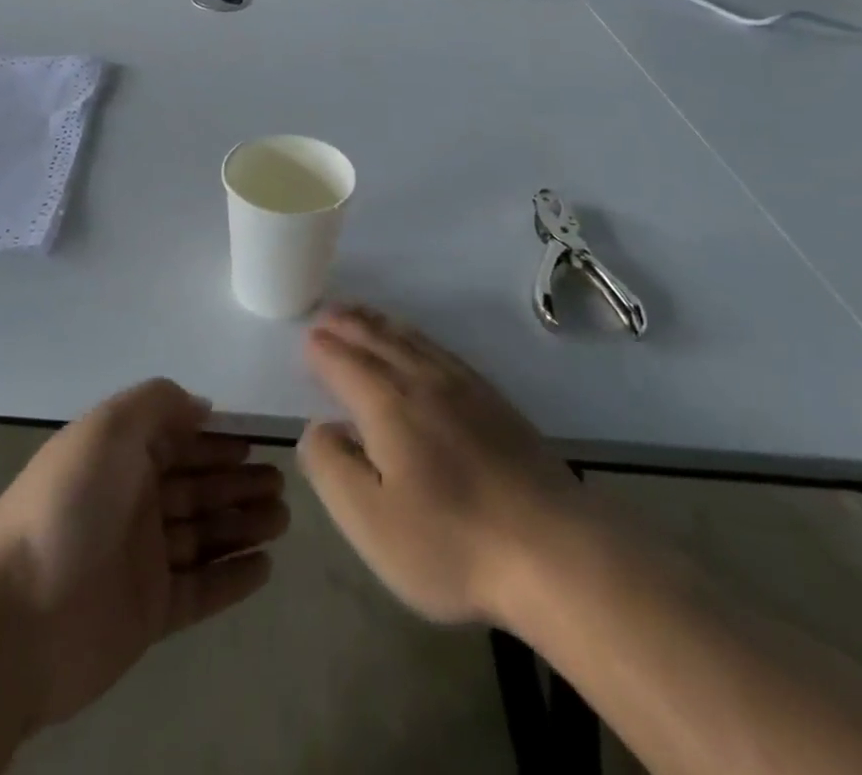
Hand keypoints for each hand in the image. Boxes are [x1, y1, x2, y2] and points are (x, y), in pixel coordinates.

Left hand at [0, 379, 288, 729]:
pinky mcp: (149, 614)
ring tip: (284, 517)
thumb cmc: (68, 505)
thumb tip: (201, 406)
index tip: (255, 441)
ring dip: (243, 523)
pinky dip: (232, 577)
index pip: (178, 441)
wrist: (15, 616)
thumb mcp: (110, 427)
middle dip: (238, 481)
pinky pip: (201, 590)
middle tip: (281, 483)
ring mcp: (140, 560)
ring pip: (204, 534)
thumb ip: (158, 403)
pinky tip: (266, 567)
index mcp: (120, 457)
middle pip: (197, 487)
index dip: (216, 440)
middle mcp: (132, 502)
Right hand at [297, 304, 580, 624]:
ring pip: (412, 340)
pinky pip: (442, 351)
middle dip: (349, 325)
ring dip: (381, 324)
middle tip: (328, 312)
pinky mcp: (494, 401)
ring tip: (363, 315)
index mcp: (388, 404)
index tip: (307, 339)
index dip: (322, 350)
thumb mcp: (371, 520)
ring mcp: (463, 387)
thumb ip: (332, 468)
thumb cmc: (451, 541)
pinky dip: (418, 338)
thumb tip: (317, 428)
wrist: (554, 549)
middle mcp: (422, 381)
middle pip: (378, 341)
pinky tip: (419, 345)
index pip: (345, 363)